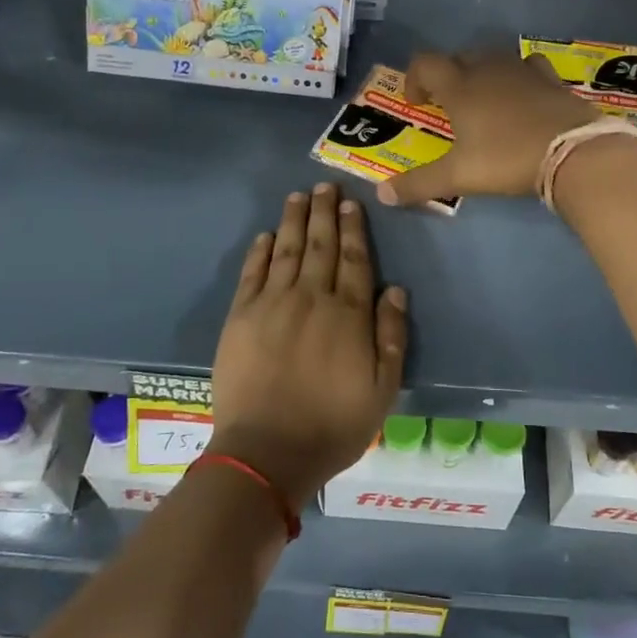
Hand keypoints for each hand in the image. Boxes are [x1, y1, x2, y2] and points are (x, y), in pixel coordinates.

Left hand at [209, 183, 408, 504]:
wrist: (267, 451)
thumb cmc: (333, 425)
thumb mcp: (383, 389)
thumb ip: (392, 336)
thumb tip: (396, 289)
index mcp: (348, 314)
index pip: (354, 260)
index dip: (354, 229)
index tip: (351, 203)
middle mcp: (311, 298)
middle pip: (320, 245)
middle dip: (324, 213)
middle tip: (325, 186)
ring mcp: (272, 304)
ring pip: (286, 250)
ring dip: (293, 220)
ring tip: (298, 196)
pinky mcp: (240, 316)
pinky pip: (252, 273)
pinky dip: (260, 251)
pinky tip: (266, 235)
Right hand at [379, 49, 600, 207]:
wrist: (572, 152)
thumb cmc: (507, 159)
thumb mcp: (458, 176)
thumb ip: (418, 184)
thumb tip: (380, 194)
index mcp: (460, 87)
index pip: (426, 63)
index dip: (414, 77)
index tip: (417, 103)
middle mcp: (487, 70)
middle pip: (458, 57)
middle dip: (447, 76)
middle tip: (447, 106)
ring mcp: (521, 70)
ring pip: (492, 58)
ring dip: (480, 73)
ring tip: (483, 100)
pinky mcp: (550, 78)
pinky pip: (527, 65)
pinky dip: (518, 75)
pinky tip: (522, 94)